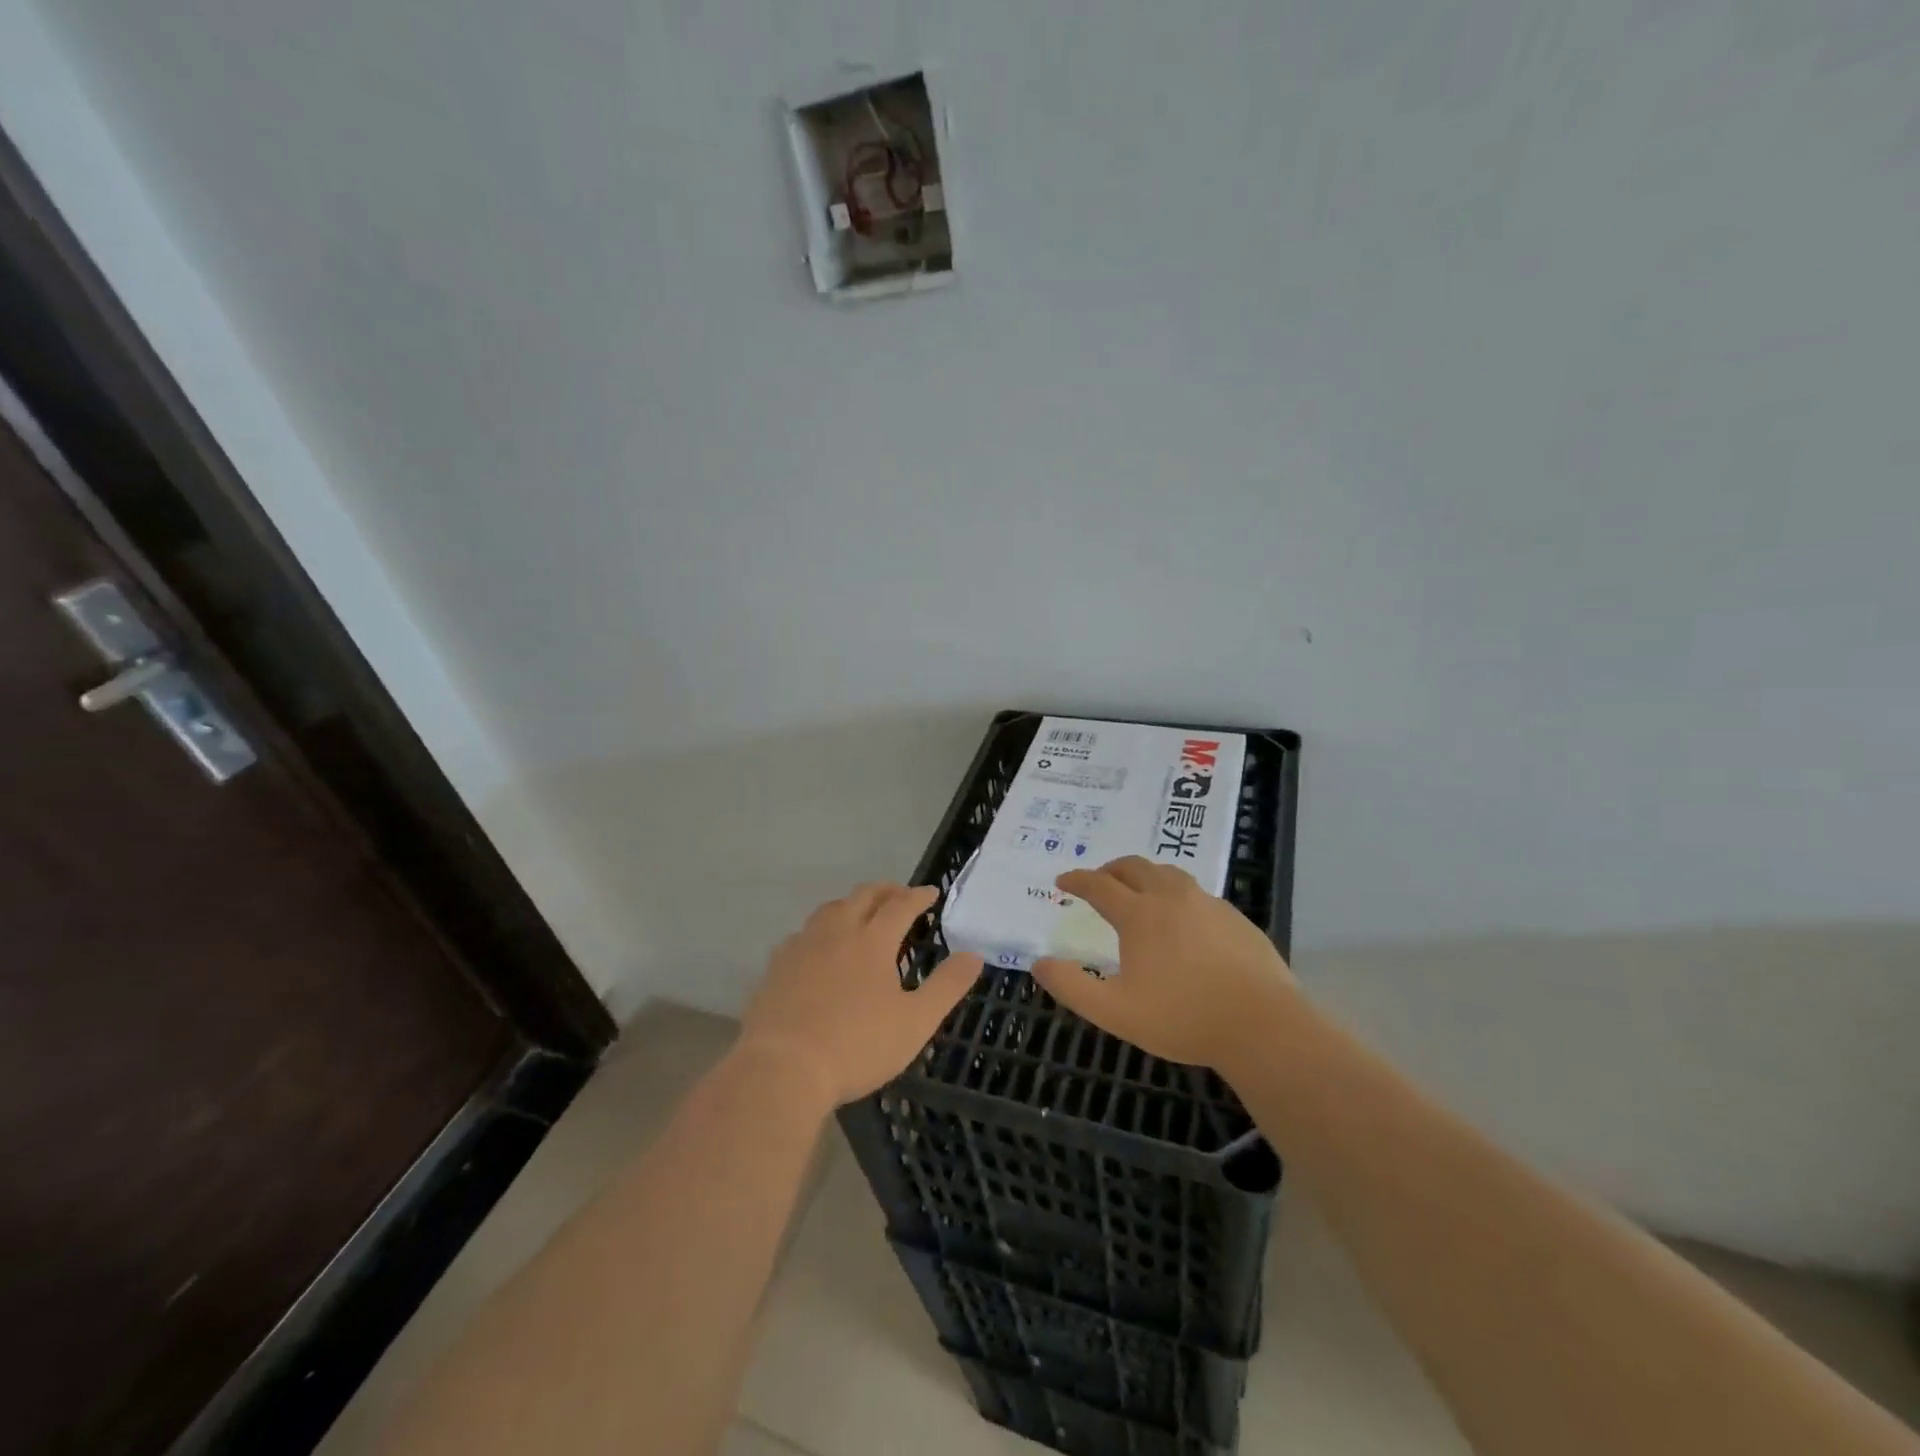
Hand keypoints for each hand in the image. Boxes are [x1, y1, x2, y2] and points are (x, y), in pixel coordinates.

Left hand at [740, 883, 982, 1108]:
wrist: (782, 1068)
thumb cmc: (857, 1046)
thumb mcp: (915, 1022)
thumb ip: (947, 986)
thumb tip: (973, 955)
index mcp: (873, 940)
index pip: (901, 905)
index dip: (918, 896)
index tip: (931, 892)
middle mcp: (837, 932)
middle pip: (863, 896)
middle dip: (885, 890)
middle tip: (899, 894)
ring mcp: (802, 946)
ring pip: (829, 909)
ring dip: (851, 904)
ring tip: (860, 913)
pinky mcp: (777, 966)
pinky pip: (801, 934)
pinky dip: (819, 930)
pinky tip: (817, 947)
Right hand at [1032, 856, 1296, 1076]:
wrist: (1262, 1026)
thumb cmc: (1182, 1018)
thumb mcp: (1115, 1012)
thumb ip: (1072, 987)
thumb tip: (1039, 963)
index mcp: (1139, 915)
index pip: (1099, 885)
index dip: (1077, 880)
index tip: (1063, 881)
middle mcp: (1172, 897)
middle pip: (1135, 867)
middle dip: (1111, 869)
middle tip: (1099, 881)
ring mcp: (1208, 904)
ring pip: (1169, 874)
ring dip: (1145, 875)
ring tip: (1139, 892)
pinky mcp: (1236, 918)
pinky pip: (1197, 893)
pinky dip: (1177, 894)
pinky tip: (1183, 920)